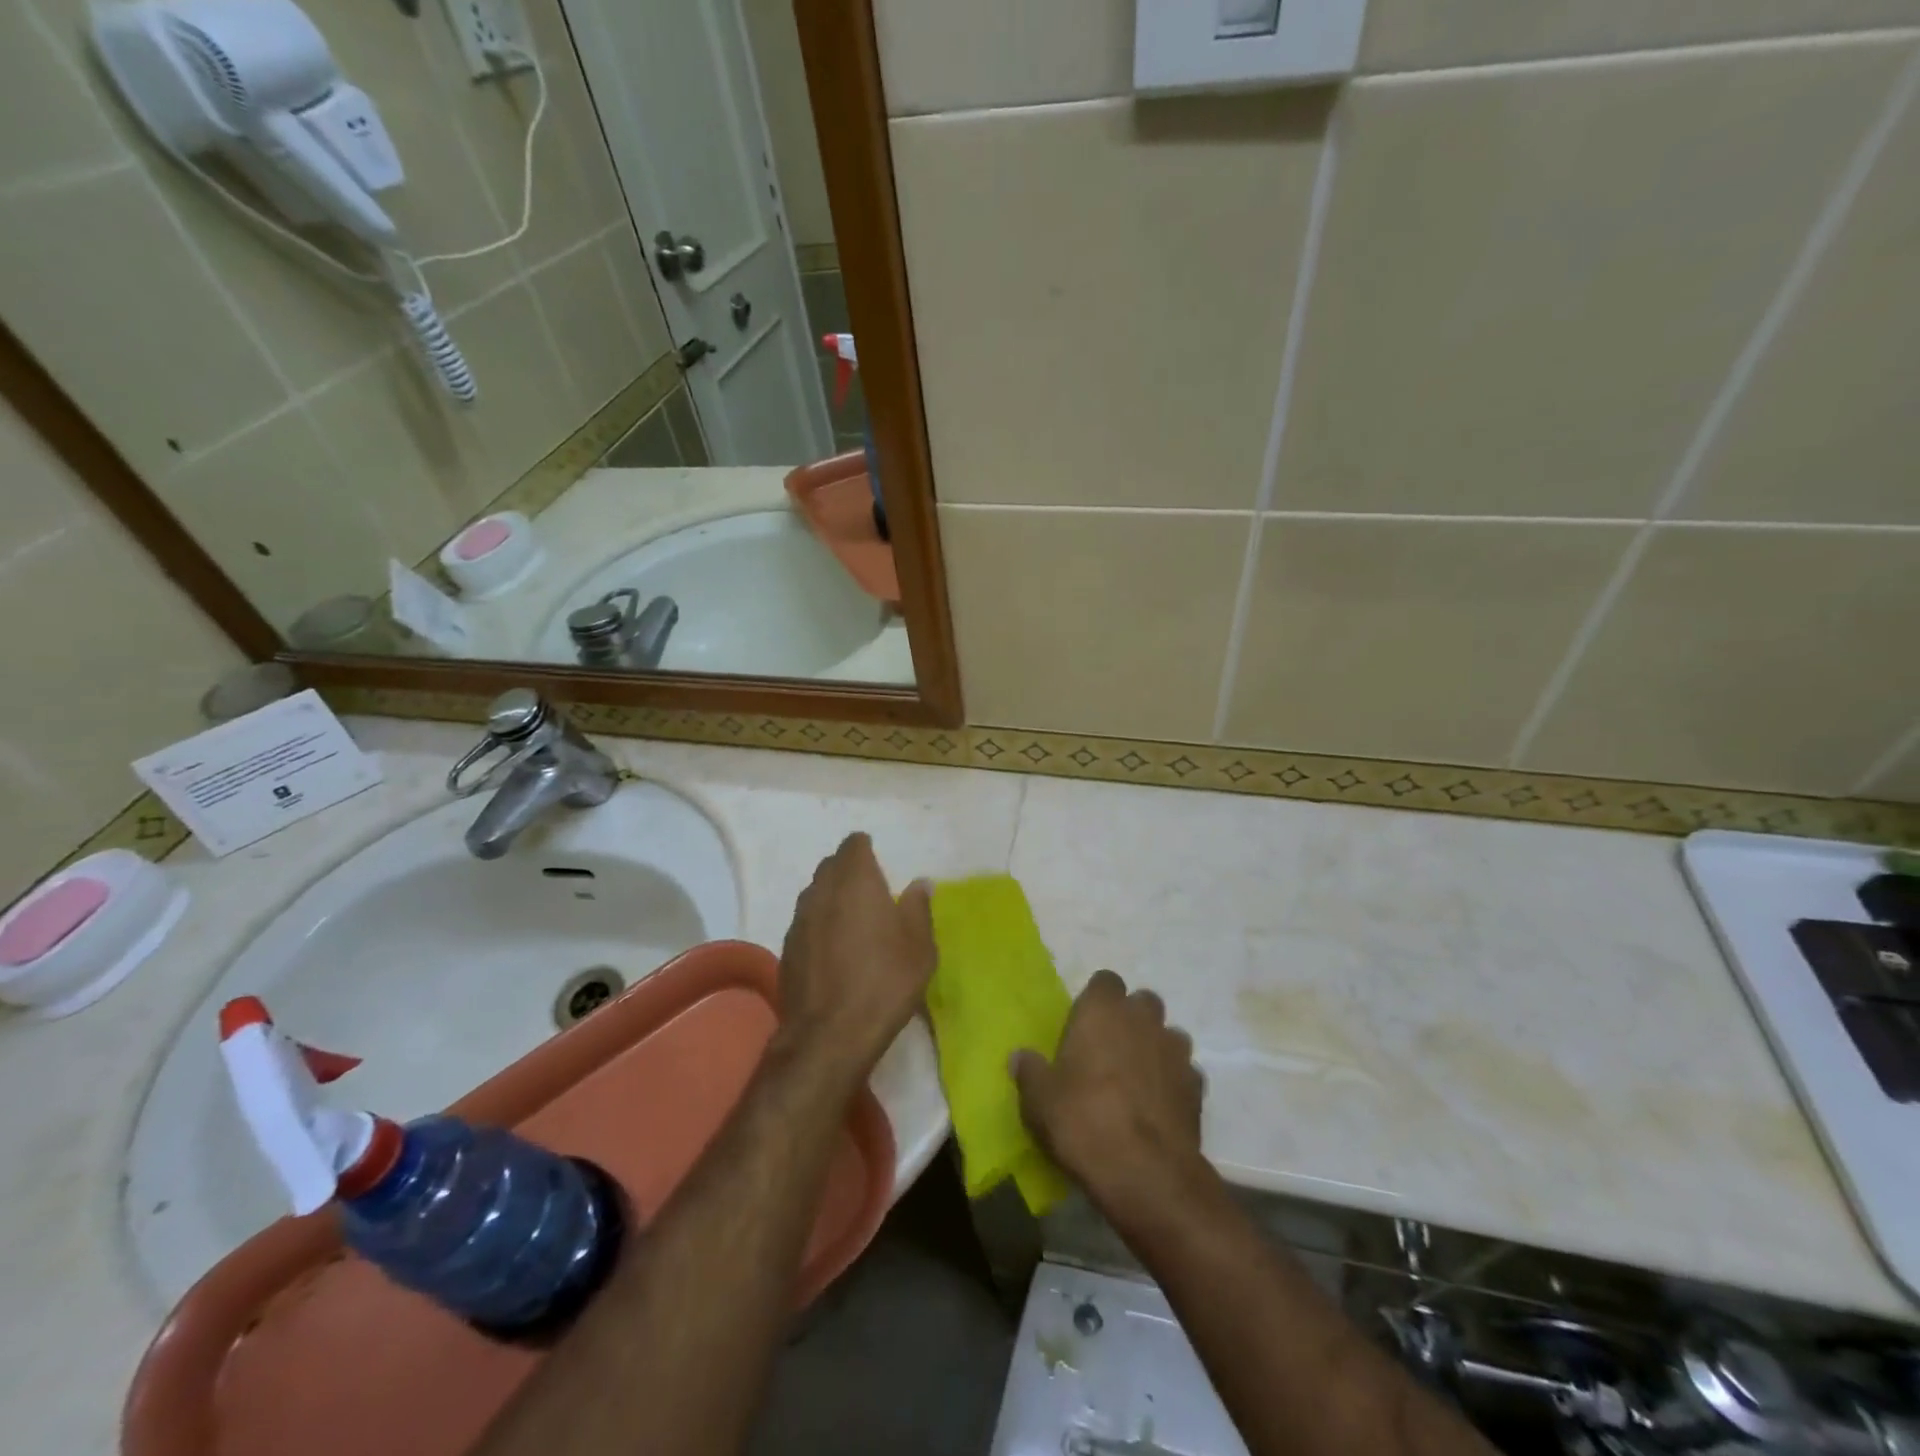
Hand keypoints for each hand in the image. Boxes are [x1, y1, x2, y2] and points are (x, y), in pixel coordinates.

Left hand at [775, 833, 934, 1080]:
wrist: (830, 1035)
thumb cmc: (885, 982)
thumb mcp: (919, 946)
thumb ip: (918, 908)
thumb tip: (920, 883)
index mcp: (856, 881)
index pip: (853, 845)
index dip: (865, 849)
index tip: (878, 862)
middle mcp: (821, 892)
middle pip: (831, 867)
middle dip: (848, 870)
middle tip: (870, 890)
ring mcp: (799, 921)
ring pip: (814, 894)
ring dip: (831, 897)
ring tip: (852, 920)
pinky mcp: (786, 949)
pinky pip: (805, 923)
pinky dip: (819, 925)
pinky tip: (833, 950)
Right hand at [1012, 970, 1205, 1208]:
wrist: (1145, 1173)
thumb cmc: (1082, 1121)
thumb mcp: (1038, 1100)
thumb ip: (1030, 1072)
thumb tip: (1020, 1057)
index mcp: (1102, 1011)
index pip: (1105, 981)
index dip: (1096, 999)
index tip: (1084, 1024)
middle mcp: (1143, 1020)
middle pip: (1142, 1002)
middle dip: (1131, 1019)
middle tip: (1110, 1050)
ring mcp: (1176, 1052)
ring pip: (1169, 1035)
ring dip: (1156, 1048)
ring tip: (1137, 1079)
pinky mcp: (1198, 1087)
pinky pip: (1185, 1072)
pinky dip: (1173, 1082)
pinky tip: (1158, 1107)